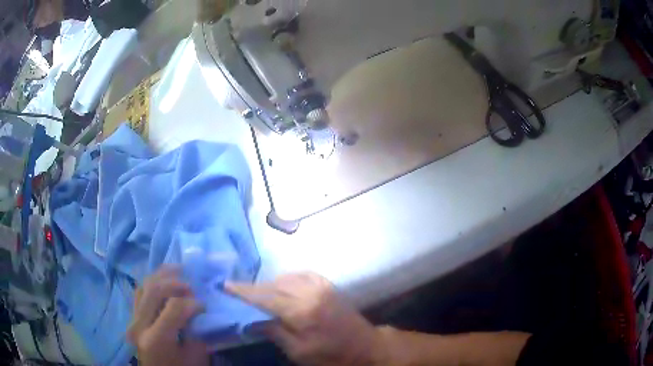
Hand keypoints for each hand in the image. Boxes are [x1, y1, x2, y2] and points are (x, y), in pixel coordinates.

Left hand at [127, 266, 209, 365]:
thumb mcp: (195, 357)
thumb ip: (196, 332)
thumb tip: (198, 310)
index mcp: (156, 338)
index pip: (173, 308)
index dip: (192, 303)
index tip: (204, 306)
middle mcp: (140, 325)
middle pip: (154, 290)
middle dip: (175, 283)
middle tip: (191, 285)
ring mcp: (133, 320)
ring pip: (144, 287)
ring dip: (161, 276)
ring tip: (177, 270)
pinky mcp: (133, 318)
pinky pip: (139, 293)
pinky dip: (152, 283)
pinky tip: (162, 280)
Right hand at [225, 273, 385, 365]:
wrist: (364, 346)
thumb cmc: (331, 355)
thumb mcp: (299, 352)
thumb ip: (275, 332)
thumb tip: (252, 320)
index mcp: (302, 311)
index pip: (265, 297)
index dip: (244, 291)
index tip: (226, 285)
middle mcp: (311, 292)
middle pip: (273, 285)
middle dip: (254, 288)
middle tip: (238, 292)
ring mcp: (321, 286)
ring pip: (286, 277)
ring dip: (270, 284)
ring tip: (258, 294)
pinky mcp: (328, 285)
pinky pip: (302, 274)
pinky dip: (287, 278)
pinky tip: (282, 286)